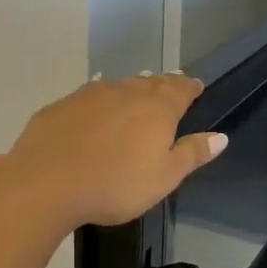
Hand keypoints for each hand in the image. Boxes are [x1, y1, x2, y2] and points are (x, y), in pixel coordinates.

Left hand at [3, 73, 225, 229]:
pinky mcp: (61, 106)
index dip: (190, 87)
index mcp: (157, 109)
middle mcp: (126, 92)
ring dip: (131, 88)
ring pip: (119, 86)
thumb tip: (220, 136)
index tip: (196, 87)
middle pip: (150, 82)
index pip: (181, 89)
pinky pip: (88, 95)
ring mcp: (90, 95)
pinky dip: (99, 99)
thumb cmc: (116, 184)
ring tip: (137, 90)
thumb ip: (192, 154)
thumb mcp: (164, 177)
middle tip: (170, 85)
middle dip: (163, 84)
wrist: (46, 182)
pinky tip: (95, 105)